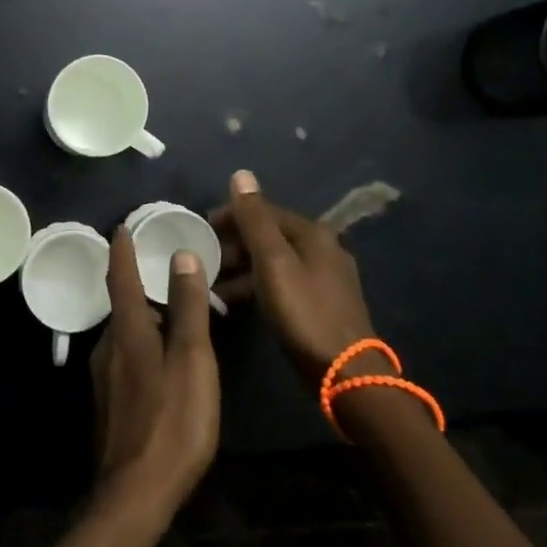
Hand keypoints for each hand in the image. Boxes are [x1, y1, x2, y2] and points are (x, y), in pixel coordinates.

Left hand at [89, 227, 219, 525]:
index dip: (122, 249)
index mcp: (128, 330)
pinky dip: (144, 343)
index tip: (123, 226)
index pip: (120, 276)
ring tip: (173, 314)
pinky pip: (126, 357)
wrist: (137, 493)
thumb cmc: (173, 420)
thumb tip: (182, 254)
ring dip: (145, 317)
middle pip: (123, 305)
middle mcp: (108, 346)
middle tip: (166, 271)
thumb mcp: (191, 358)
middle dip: (139, 284)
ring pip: (126, 333)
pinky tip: (164, 360)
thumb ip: (187, 306)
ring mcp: (105, 377)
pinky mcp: (110, 402)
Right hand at [212, 169, 384, 387]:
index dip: (230, 215)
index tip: (201, 228)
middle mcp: (322, 247)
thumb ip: (254, 219)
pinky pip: (282, 283)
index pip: (264, 211)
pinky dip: (258, 287)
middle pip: (269, 235)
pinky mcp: (322, 303)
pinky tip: (237, 303)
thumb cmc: (303, 311)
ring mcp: (325, 277)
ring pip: (274, 261)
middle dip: (234, 244)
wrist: (346, 372)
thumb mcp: (272, 262)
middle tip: (205, 260)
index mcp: (312, 233)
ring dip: (243, 268)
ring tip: (214, 285)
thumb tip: (241, 174)